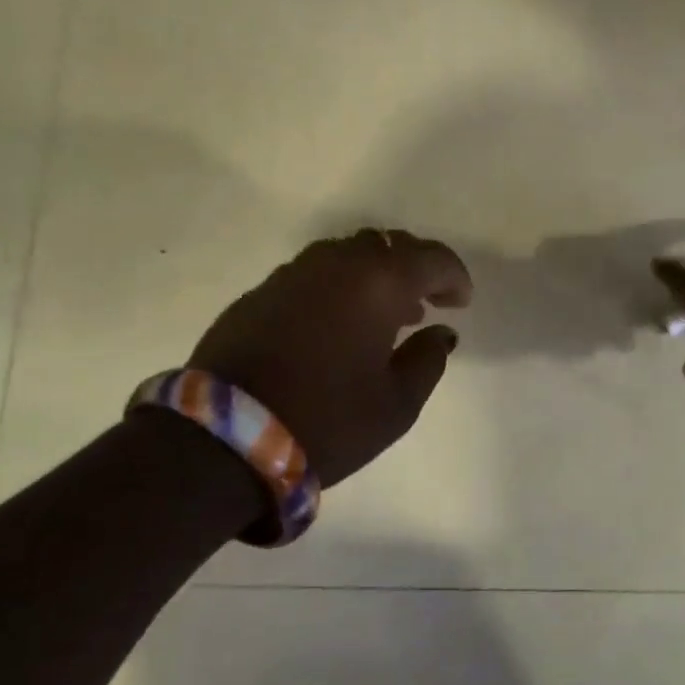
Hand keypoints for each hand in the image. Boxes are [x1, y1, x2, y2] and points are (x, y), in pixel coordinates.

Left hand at [189, 229, 472, 485]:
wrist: (222, 440)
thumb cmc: (328, 420)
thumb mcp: (397, 403)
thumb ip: (428, 359)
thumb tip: (440, 333)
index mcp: (377, 282)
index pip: (430, 258)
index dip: (454, 276)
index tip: (461, 302)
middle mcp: (335, 264)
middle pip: (387, 245)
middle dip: (414, 268)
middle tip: (426, 303)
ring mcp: (291, 275)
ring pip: (347, 255)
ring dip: (374, 276)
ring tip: (385, 315)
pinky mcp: (259, 294)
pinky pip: (314, 275)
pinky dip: (338, 288)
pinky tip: (338, 325)